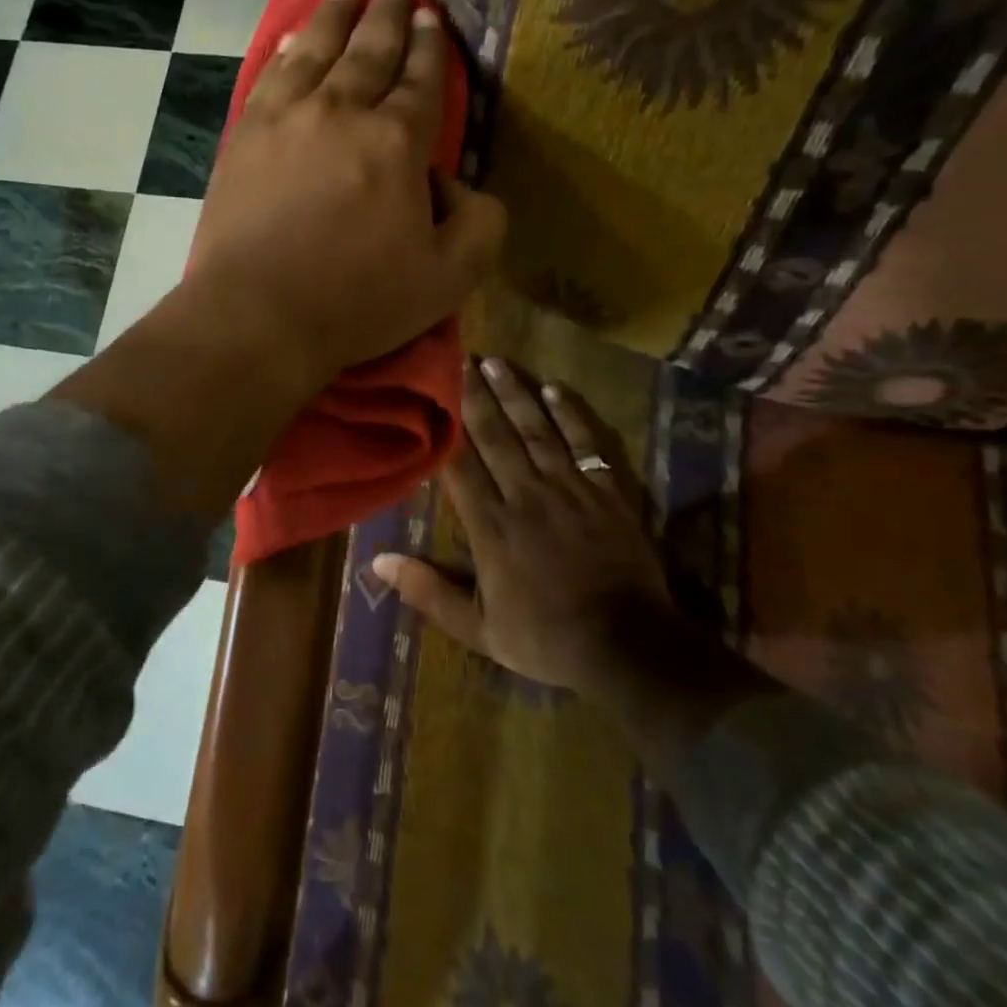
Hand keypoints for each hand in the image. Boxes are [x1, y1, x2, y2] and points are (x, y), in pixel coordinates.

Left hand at [185, 0, 505, 384]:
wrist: (256, 316)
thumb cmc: (355, 302)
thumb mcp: (448, 280)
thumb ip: (479, 224)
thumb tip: (458, 183)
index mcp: (397, 141)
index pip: (420, 80)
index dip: (430, 47)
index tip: (431, 18)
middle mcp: (341, 111)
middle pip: (369, 51)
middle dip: (387, 16)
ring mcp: (285, 118)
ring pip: (315, 50)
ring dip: (334, 17)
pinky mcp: (244, 137)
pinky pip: (270, 78)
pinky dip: (285, 52)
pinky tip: (290, 40)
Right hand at [375, 360, 669, 690]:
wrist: (628, 647)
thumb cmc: (546, 638)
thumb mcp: (478, 629)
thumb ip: (429, 592)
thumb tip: (377, 560)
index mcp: (491, 526)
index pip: (459, 465)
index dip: (444, 427)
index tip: (430, 393)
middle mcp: (525, 496)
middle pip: (495, 436)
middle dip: (475, 396)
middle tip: (460, 358)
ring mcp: (569, 489)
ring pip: (536, 431)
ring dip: (515, 394)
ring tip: (497, 362)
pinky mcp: (606, 492)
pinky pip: (586, 443)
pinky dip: (570, 415)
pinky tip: (555, 389)